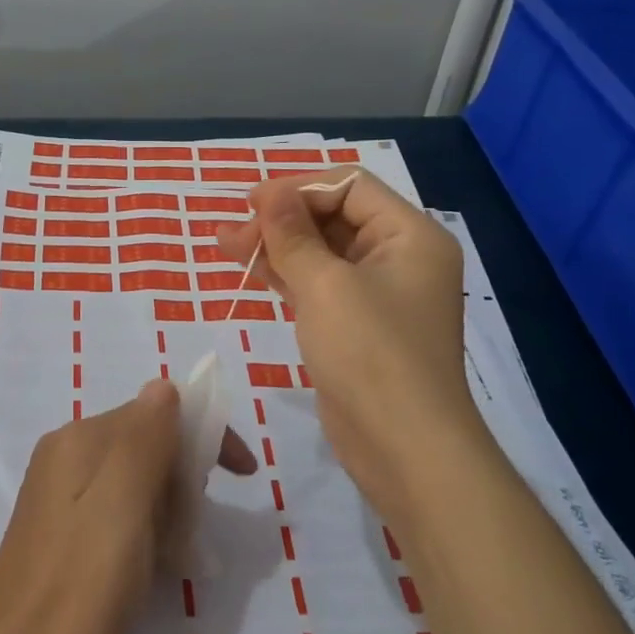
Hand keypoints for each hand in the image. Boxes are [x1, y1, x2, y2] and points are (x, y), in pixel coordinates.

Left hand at [0, 379, 254, 633]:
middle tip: (193, 531)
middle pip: (147, 444)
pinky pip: (118, 510)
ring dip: (168, 509)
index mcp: (79, 439)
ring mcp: (59, 493)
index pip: (157, 413)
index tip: (245, 477)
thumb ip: (144, 438)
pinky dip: (146, 529)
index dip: (205, 437)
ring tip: (175, 557)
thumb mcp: (122, 504)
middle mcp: (66, 454)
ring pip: (136, 480)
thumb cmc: (80, 585)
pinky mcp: (60, 530)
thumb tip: (165, 386)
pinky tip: (150, 568)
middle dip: (184, 478)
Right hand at [217, 169, 483, 509]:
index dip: (298, 188)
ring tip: (224, 243)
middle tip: (231, 230)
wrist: (404, 447)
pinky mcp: (356, 325)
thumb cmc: (370, 354)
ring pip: (321, 252)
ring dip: (276, 245)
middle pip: (334, 216)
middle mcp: (399, 257)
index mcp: (410, 235)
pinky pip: (318, 284)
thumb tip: (269, 193)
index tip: (251, 204)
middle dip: (281, 218)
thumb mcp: (325, 285)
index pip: (349, 186)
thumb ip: (292, 234)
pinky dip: (285, 274)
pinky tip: (250, 268)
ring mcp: (377, 293)